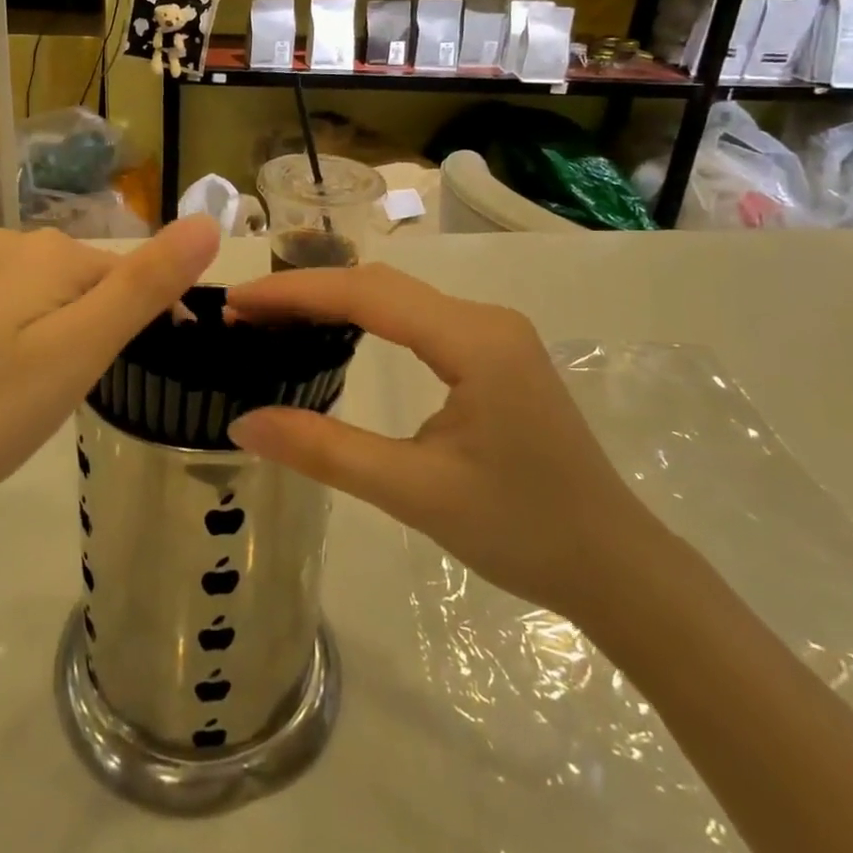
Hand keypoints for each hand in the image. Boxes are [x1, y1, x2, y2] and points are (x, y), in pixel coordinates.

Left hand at [0, 218, 220, 542]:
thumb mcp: (80, 349)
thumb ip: (145, 284)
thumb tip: (208, 221)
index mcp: (51, 252)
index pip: (135, 274)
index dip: (156, 322)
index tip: (156, 374)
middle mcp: (13, 246)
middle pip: (95, 283)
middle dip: (109, 331)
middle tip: (84, 394)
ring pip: (57, 298)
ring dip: (71, 339)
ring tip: (47, 396)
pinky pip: (19, 310)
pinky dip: (33, 342)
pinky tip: (7, 384)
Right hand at [227, 263, 661, 618]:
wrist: (615, 566)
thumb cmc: (522, 532)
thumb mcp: (414, 493)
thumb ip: (325, 452)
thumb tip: (242, 423)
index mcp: (474, 340)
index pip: (367, 295)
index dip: (295, 292)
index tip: (236, 301)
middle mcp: (485, 319)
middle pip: (380, 286)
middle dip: (307, 292)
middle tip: (242, 313)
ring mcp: (493, 333)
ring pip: (397, 299)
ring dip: (333, 302)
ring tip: (272, 320)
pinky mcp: (493, 353)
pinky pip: (416, 319)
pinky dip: (364, 320)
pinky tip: (333, 336)